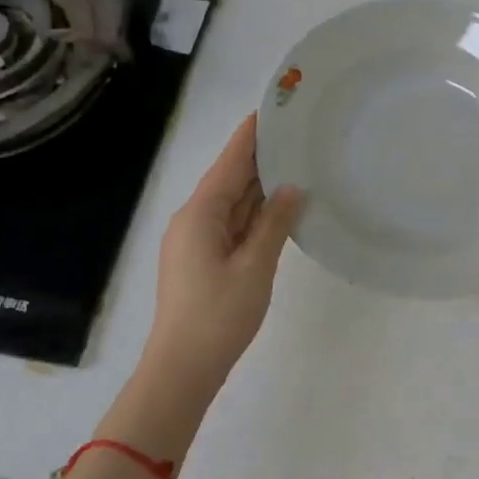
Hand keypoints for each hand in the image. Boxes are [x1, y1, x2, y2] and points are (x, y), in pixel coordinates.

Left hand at [140, 114, 303, 400]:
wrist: (182, 370)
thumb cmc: (218, 316)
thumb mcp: (254, 267)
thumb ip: (274, 223)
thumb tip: (293, 188)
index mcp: (201, 214)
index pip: (230, 162)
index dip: (251, 134)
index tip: (274, 107)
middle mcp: (194, 219)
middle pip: (230, 178)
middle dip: (259, 156)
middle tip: (296, 132)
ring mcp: (197, 241)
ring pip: (232, 202)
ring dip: (259, 185)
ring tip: (295, 160)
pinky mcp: (203, 260)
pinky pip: (232, 224)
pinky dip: (255, 212)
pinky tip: (279, 205)